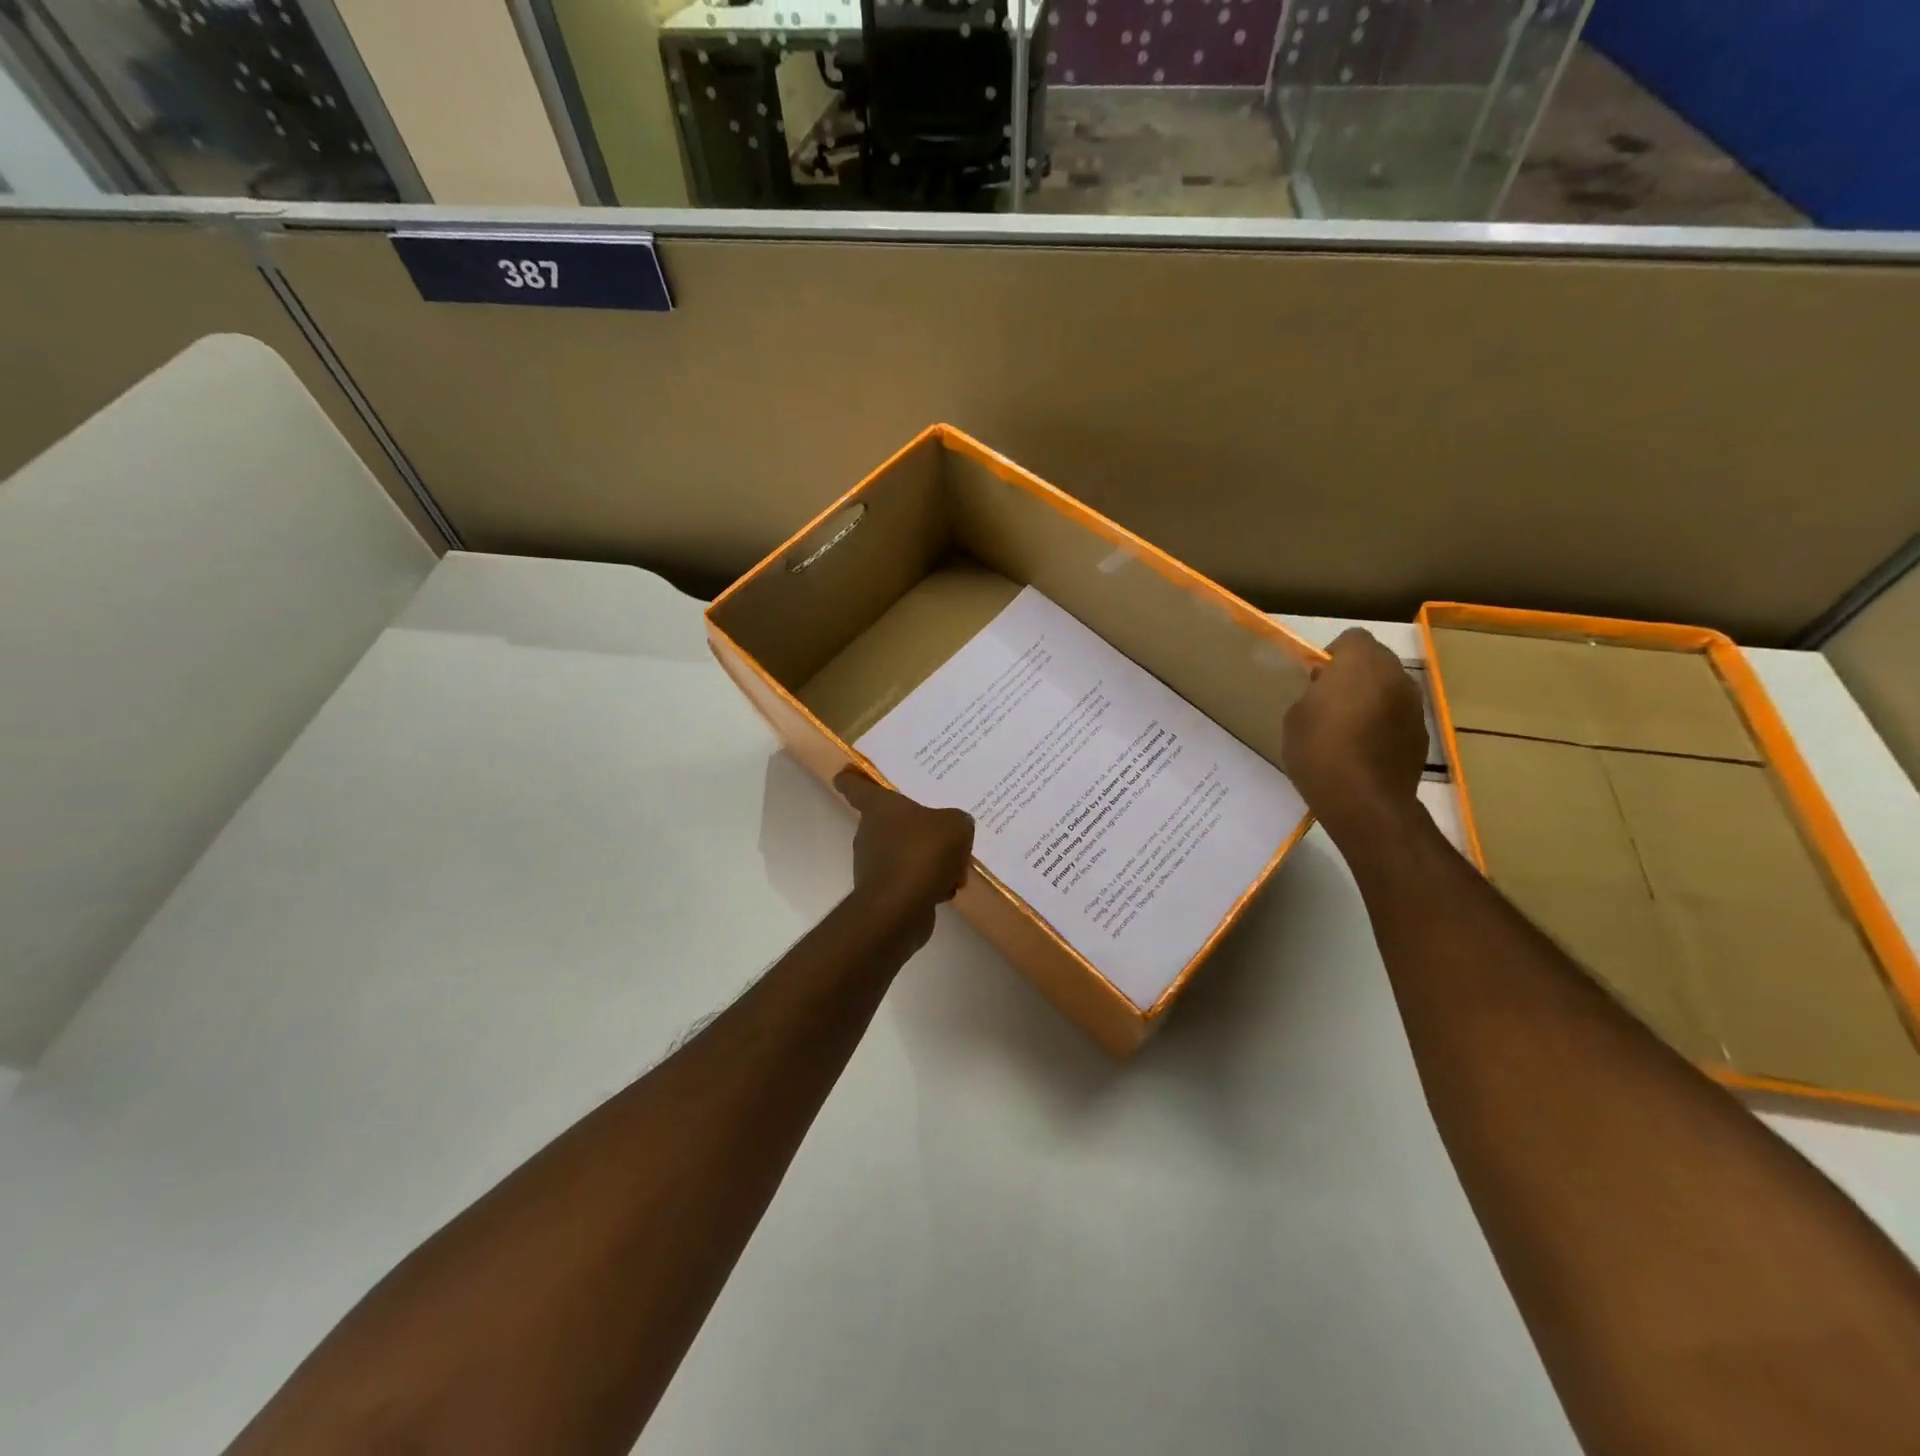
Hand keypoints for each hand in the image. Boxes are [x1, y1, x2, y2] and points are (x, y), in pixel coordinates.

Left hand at [834, 770, 975, 912]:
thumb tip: (953, 828)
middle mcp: (870, 832)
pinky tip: (946, 889)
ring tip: (955, 868)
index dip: (852, 777)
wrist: (900, 909)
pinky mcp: (883, 892)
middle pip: (892, 822)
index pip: (855, 785)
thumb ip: (956, 820)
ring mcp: (873, 864)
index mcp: (879, 807)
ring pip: (906, 853)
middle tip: (945, 829)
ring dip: (929, 860)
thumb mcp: (955, 825)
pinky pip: (910, 880)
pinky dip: (927, 884)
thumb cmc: (922, 853)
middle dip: (918, 827)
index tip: (848, 772)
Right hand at [1282, 628, 1426, 843]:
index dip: (1333, 654)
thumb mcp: (1296, 715)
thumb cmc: (1319, 750)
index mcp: (1361, 663)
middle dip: (1355, 674)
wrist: (1363, 800)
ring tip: (1348, 729)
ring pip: (1390, 688)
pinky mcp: (1421, 733)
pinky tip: (1365, 750)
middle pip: (1375, 660)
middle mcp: (1396, 675)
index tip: (1317, 679)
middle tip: (1330, 702)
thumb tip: (1326, 688)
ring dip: (1372, 698)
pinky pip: (1398, 716)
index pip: (1352, 638)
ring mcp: (1414, 705)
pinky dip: (1385, 724)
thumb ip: (1313, 692)